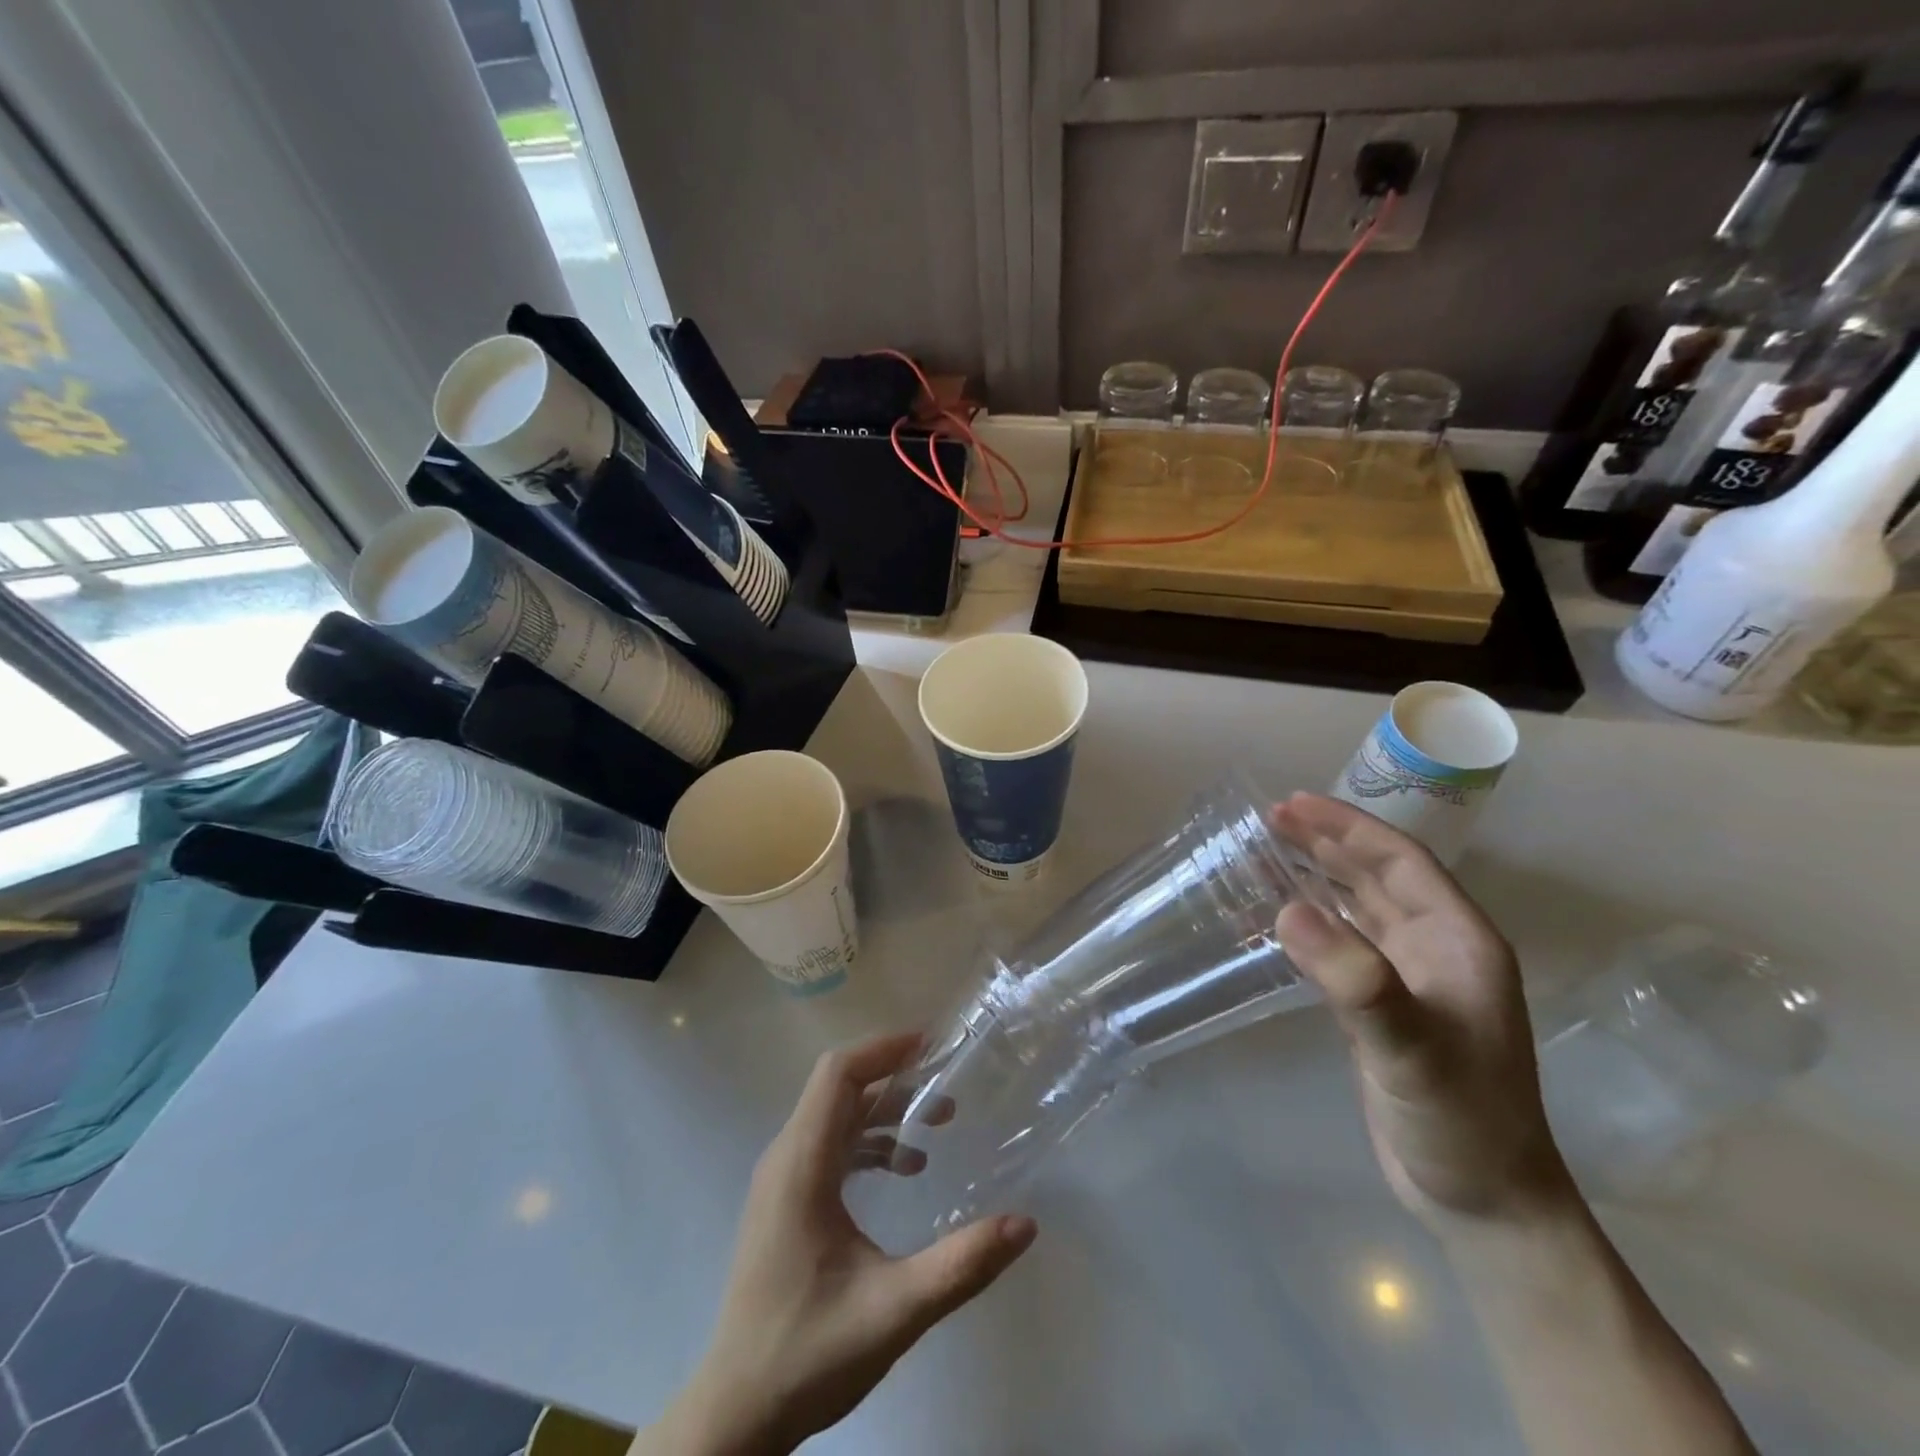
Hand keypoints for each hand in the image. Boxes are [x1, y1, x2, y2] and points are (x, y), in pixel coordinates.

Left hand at [648, 1034, 1037, 1455]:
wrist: (737, 1413)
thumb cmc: (808, 1353)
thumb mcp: (894, 1310)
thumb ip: (960, 1265)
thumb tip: (1024, 1223)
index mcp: (801, 1165)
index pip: (837, 1074)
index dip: (884, 1050)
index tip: (932, 1047)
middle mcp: (786, 1158)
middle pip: (840, 1090)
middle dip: (896, 1079)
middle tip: (949, 1088)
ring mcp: (782, 1180)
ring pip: (836, 1117)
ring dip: (886, 1111)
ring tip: (938, 1125)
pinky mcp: (786, 1201)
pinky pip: (830, 1146)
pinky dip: (870, 1143)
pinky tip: (905, 1170)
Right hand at [1273, 794, 1574, 1228]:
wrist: (1483, 1201)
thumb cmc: (1460, 1119)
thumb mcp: (1410, 1049)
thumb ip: (1355, 979)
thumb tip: (1286, 908)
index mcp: (1459, 940)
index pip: (1400, 861)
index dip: (1347, 827)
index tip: (1292, 805)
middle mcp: (1437, 948)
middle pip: (1377, 875)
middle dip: (1327, 842)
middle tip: (1270, 818)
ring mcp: (1411, 978)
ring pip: (1359, 906)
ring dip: (1318, 875)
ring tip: (1268, 852)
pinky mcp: (1384, 1006)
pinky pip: (1344, 942)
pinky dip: (1312, 919)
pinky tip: (1279, 916)